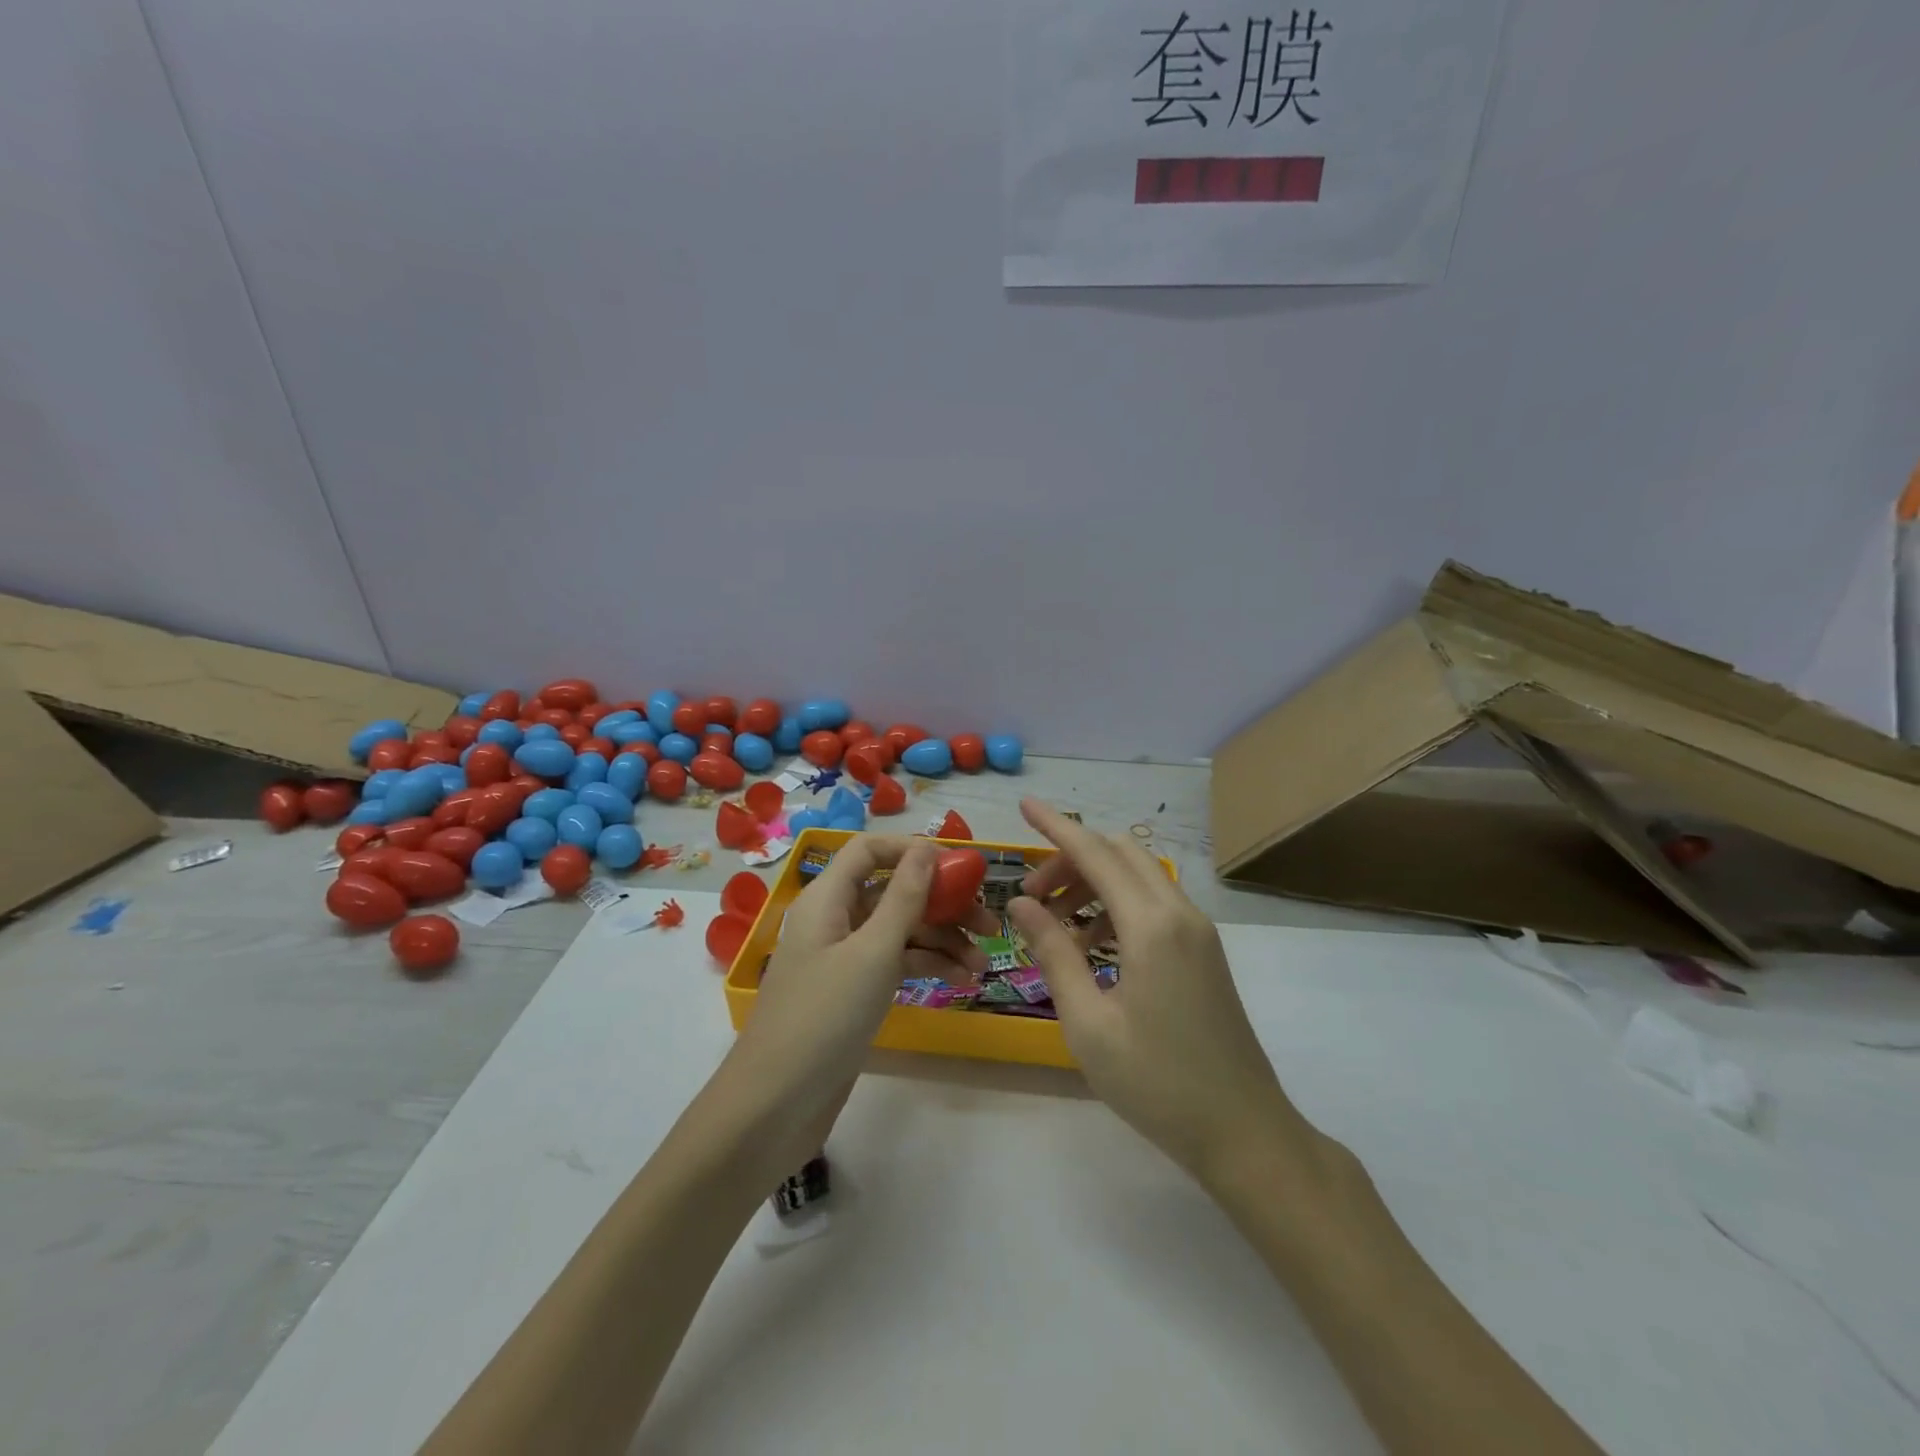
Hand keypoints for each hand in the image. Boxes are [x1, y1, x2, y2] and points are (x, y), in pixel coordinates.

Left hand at [731, 836, 997, 1129]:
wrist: (776, 1105)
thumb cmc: (825, 1016)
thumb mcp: (873, 952)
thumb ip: (904, 897)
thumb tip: (927, 847)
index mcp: (828, 897)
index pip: (870, 850)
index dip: (913, 850)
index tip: (960, 867)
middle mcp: (834, 918)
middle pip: (893, 891)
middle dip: (942, 903)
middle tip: (989, 924)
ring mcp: (843, 956)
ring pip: (900, 929)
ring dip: (942, 940)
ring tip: (982, 964)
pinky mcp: (853, 990)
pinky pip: (895, 961)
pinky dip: (926, 965)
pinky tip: (960, 980)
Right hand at [1008, 799, 1314, 1185]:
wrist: (1244, 1132)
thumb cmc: (1158, 1083)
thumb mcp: (1088, 1022)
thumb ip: (1053, 953)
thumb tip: (1021, 904)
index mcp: (1152, 926)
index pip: (1095, 853)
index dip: (1056, 826)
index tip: (1025, 804)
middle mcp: (1179, 913)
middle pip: (1119, 855)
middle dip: (1071, 858)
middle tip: (1032, 895)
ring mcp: (1198, 931)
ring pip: (1138, 877)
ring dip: (1093, 883)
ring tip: (1055, 926)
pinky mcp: (1204, 951)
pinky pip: (1154, 904)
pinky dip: (1116, 906)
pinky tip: (1092, 947)